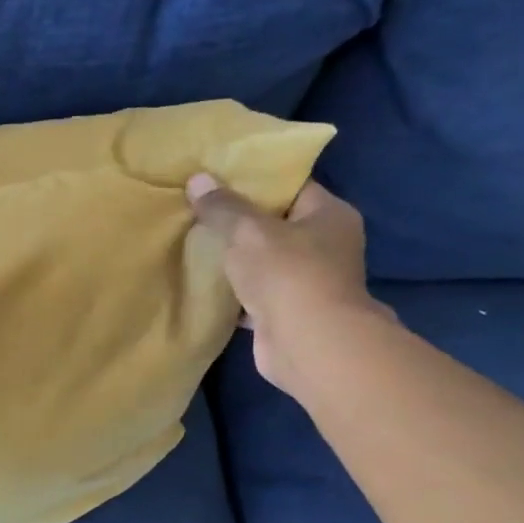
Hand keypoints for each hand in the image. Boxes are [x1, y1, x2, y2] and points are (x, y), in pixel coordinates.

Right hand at [187, 172, 391, 392]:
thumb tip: (197, 179)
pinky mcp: (287, 312)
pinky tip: (203, 282)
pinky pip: (254, 293)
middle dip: (239, 220)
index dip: (255, 180)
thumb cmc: (288, 275)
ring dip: (235, 258)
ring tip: (194, 242)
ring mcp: (307, 282)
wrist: (307, 344)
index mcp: (329, 215)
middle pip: (275, 224)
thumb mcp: (249, 231)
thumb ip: (223, 207)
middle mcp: (325, 246)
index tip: (218, 178)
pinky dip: (233, 290)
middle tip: (198, 208)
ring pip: (263, 261)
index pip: (291, 187)